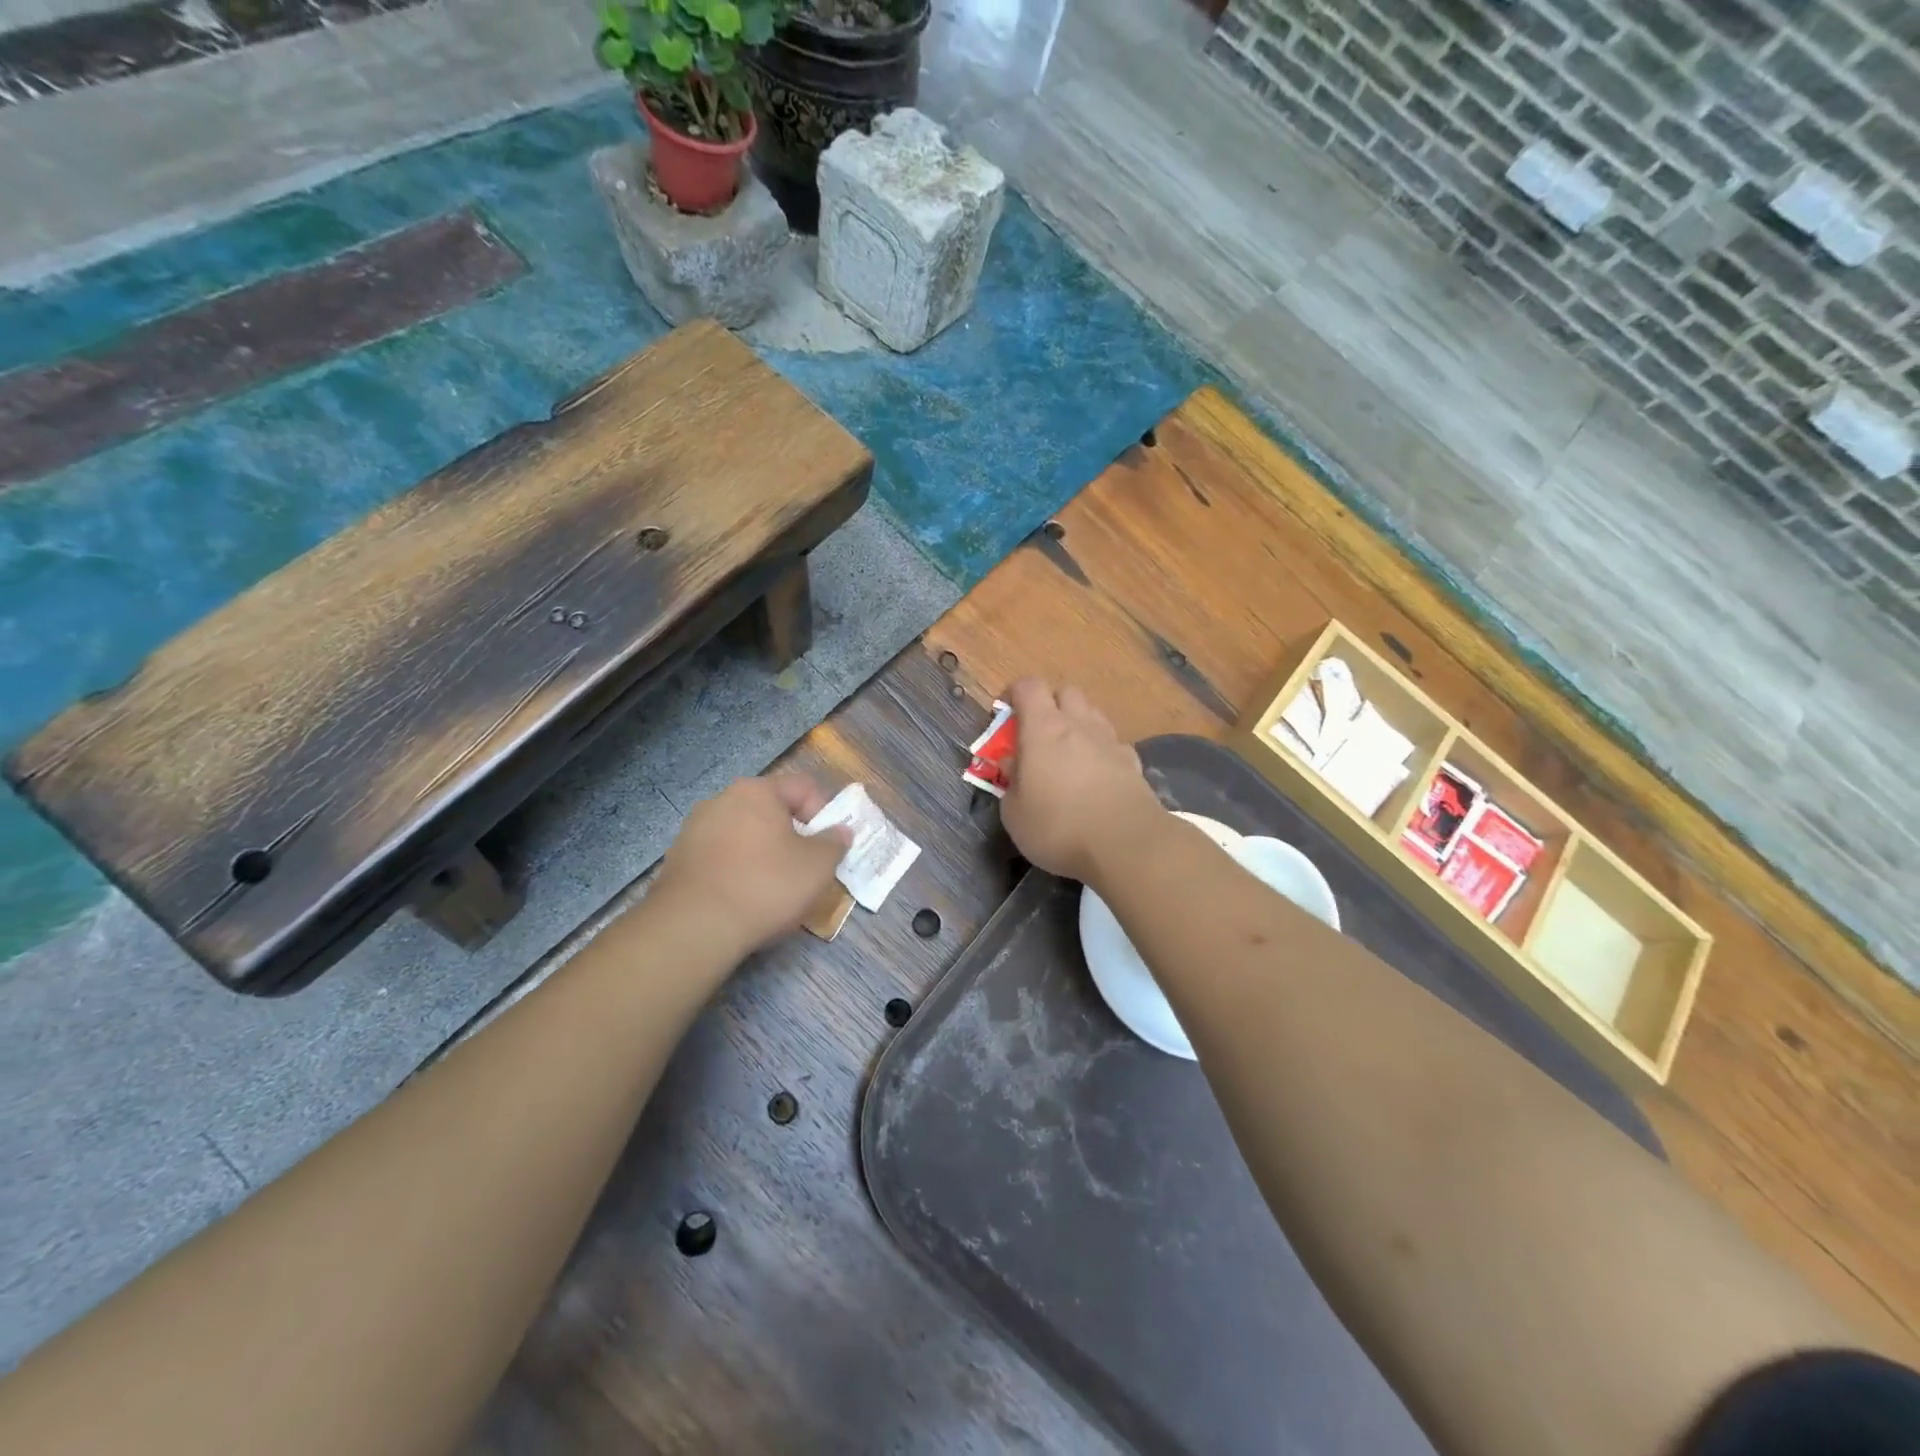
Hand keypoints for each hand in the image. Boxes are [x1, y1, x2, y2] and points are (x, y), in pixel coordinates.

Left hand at [653, 773, 850, 957]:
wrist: (694, 928)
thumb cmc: (765, 886)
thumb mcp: (817, 866)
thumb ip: (834, 843)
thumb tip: (840, 831)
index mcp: (757, 791)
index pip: (803, 787)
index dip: (824, 814)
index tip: (826, 847)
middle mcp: (721, 800)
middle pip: (771, 810)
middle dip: (791, 836)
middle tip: (803, 869)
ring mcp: (693, 829)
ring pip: (743, 835)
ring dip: (762, 854)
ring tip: (772, 889)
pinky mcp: (677, 860)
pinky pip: (719, 857)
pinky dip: (736, 871)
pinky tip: (742, 899)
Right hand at [1001, 678, 1162, 884]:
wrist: (1126, 844)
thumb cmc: (1058, 827)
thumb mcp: (1014, 813)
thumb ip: (1010, 782)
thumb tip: (1012, 763)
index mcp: (1043, 728)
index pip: (1028, 686)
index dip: (1014, 694)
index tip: (1005, 716)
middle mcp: (1079, 724)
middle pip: (1066, 692)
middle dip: (1050, 705)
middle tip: (1038, 736)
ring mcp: (1110, 741)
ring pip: (1092, 715)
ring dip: (1077, 726)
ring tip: (1067, 757)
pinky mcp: (1133, 762)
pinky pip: (1113, 743)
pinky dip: (1101, 751)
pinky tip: (1096, 778)